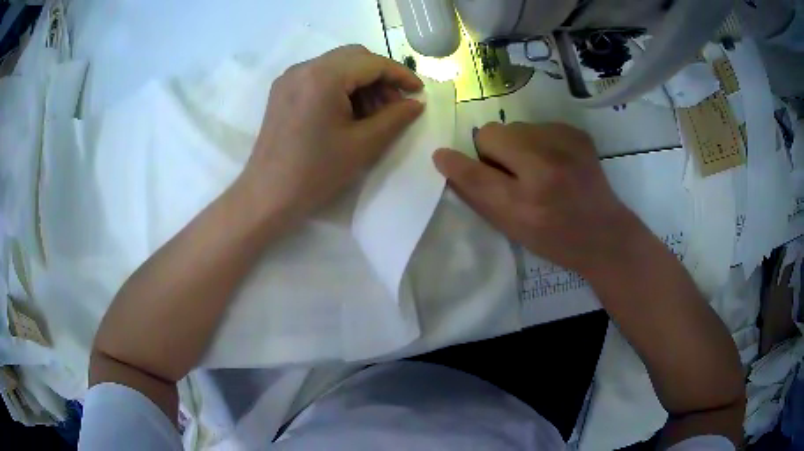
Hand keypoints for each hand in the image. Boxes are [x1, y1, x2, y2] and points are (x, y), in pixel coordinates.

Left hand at [240, 45, 423, 224]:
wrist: (268, 196)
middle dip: (380, 77)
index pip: (372, 62)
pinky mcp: (282, 91)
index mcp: (323, 76)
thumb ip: (396, 118)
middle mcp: (304, 68)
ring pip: (337, 65)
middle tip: (394, 106)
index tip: (418, 92)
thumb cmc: (316, 173)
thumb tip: (416, 103)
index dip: (400, 75)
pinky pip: (319, 76)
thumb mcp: (364, 145)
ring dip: (360, 82)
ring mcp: (289, 78)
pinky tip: (348, 113)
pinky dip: (340, 87)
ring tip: (372, 114)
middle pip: (354, 57)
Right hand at [433, 122, 644, 276]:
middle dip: (491, 150)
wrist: (605, 233)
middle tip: (509, 171)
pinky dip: (538, 141)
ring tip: (536, 168)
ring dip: (515, 144)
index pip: (475, 173)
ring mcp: (565, 146)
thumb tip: (449, 164)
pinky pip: (537, 126)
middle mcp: (544, 169)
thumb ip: (478, 197)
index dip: (454, 163)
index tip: (442, 156)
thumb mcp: (512, 230)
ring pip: (514, 127)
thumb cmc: (555, 240)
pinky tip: (555, 162)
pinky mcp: (577, 133)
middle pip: (490, 133)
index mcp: (525, 203)